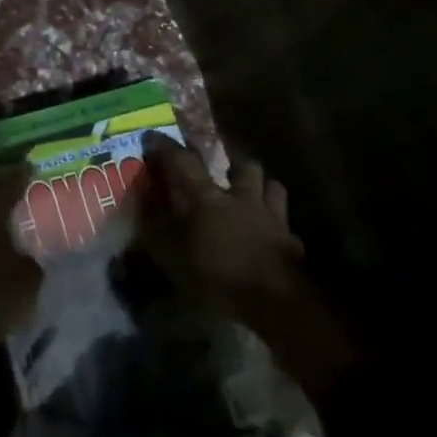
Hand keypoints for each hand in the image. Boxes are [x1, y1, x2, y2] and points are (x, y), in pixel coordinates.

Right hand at [136, 134, 358, 402]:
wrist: (277, 299)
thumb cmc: (219, 276)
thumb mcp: (174, 258)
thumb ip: (157, 230)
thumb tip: (144, 207)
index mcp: (208, 198)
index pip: (183, 161)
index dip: (165, 148)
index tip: (152, 137)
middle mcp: (241, 197)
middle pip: (242, 165)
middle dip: (233, 164)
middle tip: (225, 172)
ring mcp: (272, 216)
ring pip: (272, 186)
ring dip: (262, 187)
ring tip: (253, 196)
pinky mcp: (292, 240)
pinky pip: (286, 224)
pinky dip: (278, 225)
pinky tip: (272, 236)